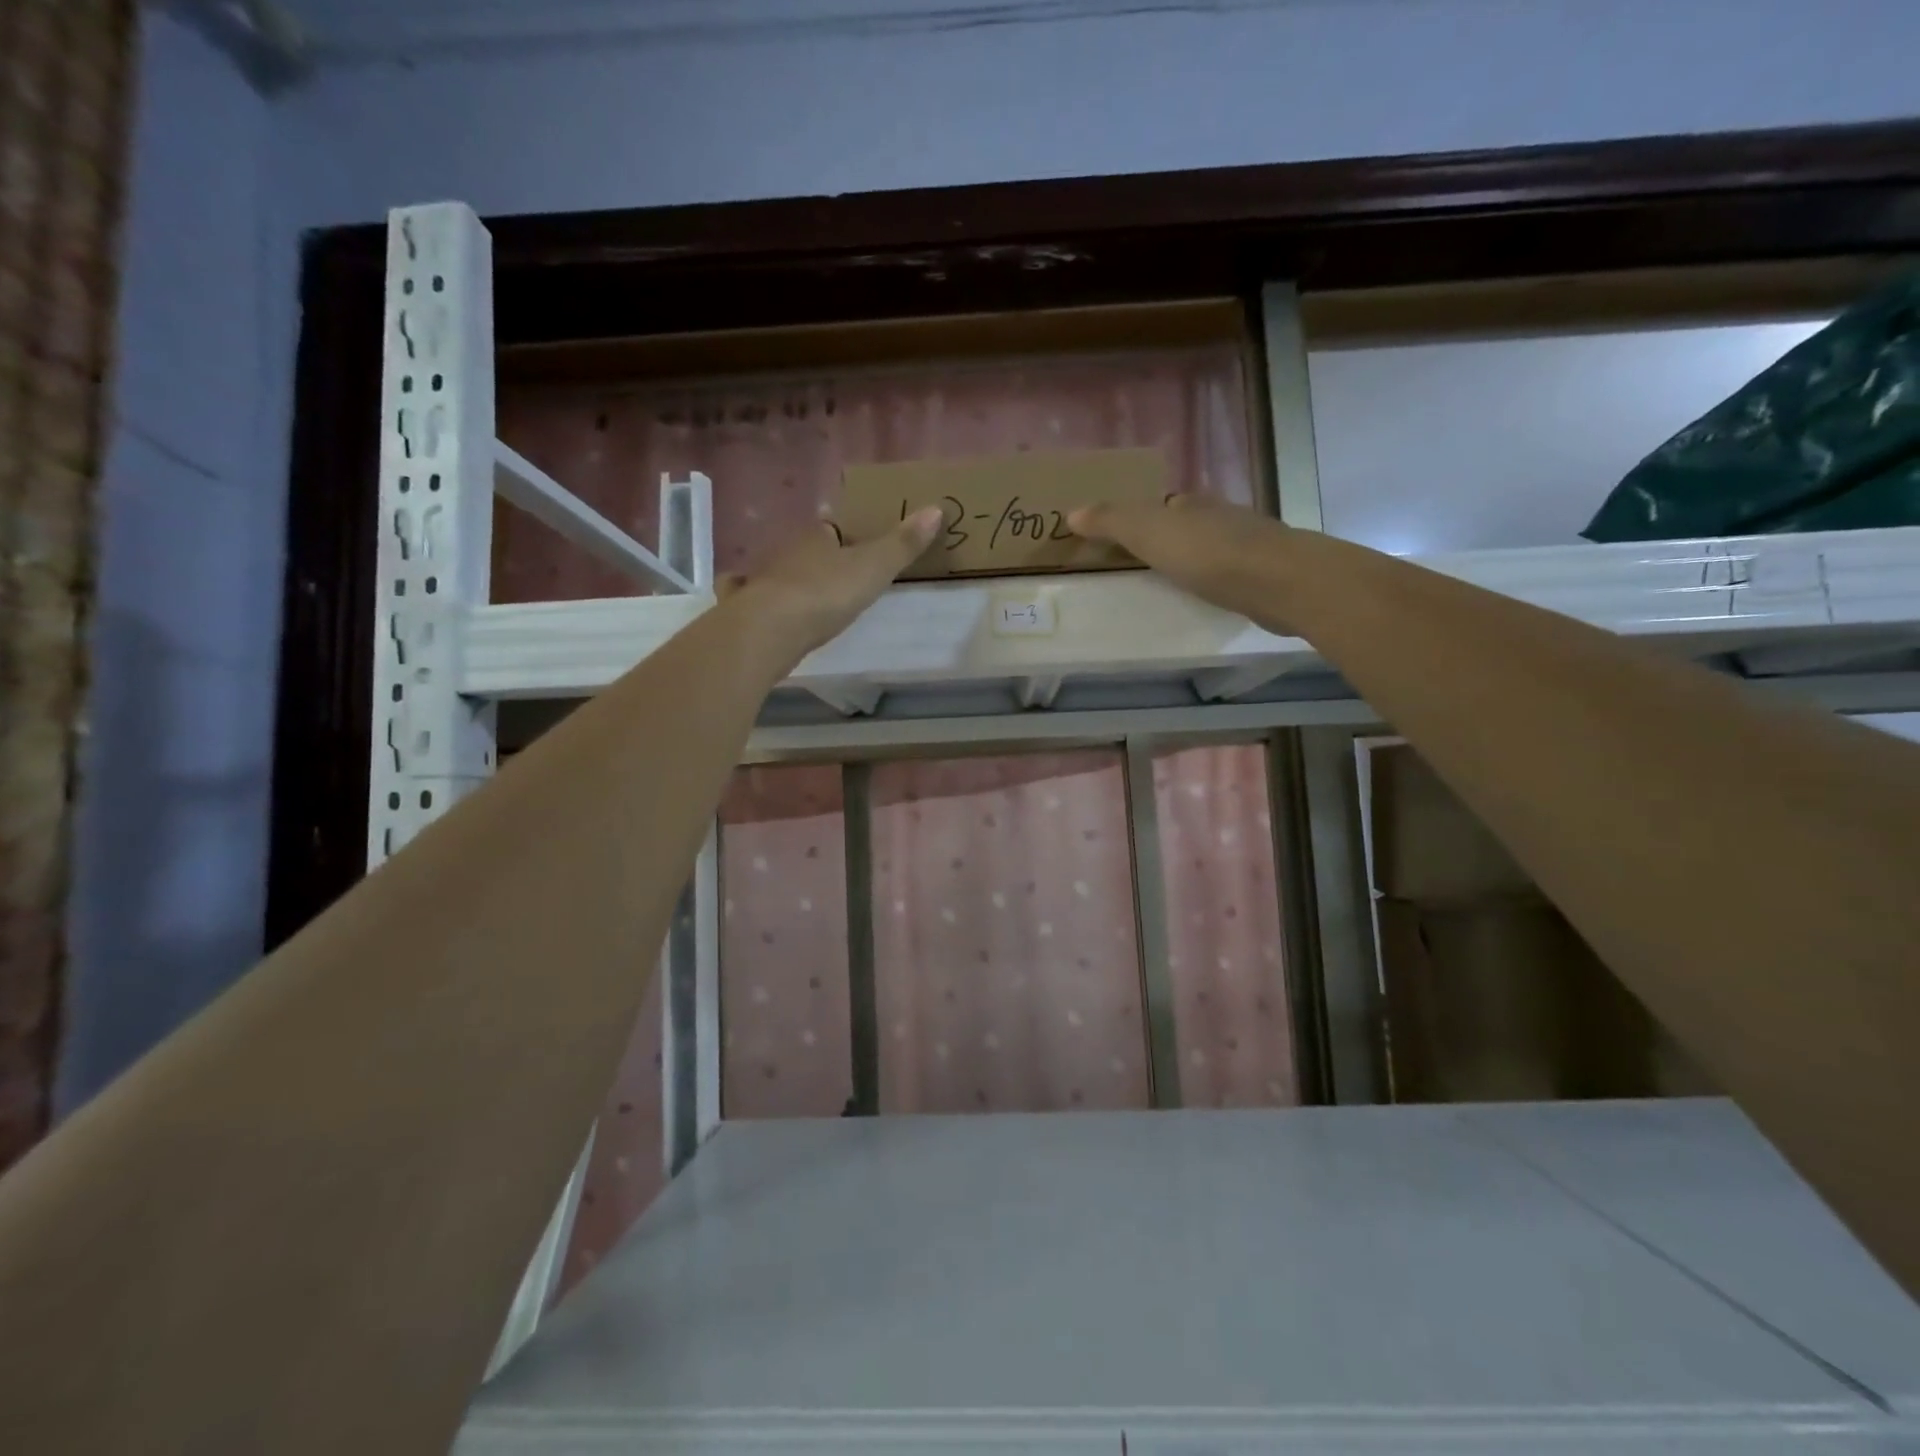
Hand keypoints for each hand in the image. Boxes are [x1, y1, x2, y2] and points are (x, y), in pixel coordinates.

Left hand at [724, 507, 943, 668]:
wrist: (769, 630)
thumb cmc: (825, 593)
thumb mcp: (874, 568)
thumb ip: (902, 544)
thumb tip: (936, 508)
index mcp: (817, 537)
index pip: (832, 527)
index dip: (845, 533)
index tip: (858, 542)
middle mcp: (786, 553)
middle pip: (807, 550)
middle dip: (819, 557)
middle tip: (838, 570)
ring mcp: (764, 581)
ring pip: (782, 573)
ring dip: (792, 578)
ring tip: (810, 592)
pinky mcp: (749, 611)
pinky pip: (757, 599)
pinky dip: (761, 600)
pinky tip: (764, 607)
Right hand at [1069, 494, 1292, 619]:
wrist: (1277, 581)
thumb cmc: (1206, 552)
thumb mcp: (1147, 531)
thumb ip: (1111, 521)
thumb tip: (1072, 512)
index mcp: (1192, 503)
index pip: (1162, 504)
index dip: (1142, 516)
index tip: (1123, 537)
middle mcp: (1221, 516)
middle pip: (1187, 523)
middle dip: (1168, 538)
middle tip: (1141, 562)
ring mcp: (1247, 545)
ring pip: (1211, 547)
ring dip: (1193, 559)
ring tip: (1171, 582)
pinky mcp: (1263, 575)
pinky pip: (1229, 573)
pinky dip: (1215, 579)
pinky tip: (1208, 594)